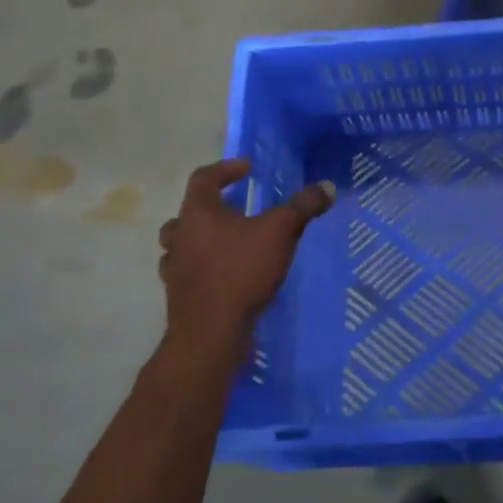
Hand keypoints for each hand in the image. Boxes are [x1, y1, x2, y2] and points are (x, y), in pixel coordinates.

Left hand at [158, 158, 335, 366]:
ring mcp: (175, 268)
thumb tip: (327, 186)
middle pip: (188, 211)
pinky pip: (188, 272)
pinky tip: (224, 274)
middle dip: (211, 206)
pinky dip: (203, 268)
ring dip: (202, 238)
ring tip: (228, 241)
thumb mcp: (280, 232)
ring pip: (182, 243)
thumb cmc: (241, 271)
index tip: (247, 169)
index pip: (204, 177)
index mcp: (198, 212)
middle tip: (235, 207)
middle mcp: (180, 235)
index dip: (226, 169)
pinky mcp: (179, 296)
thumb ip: (302, 207)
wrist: (210, 334)